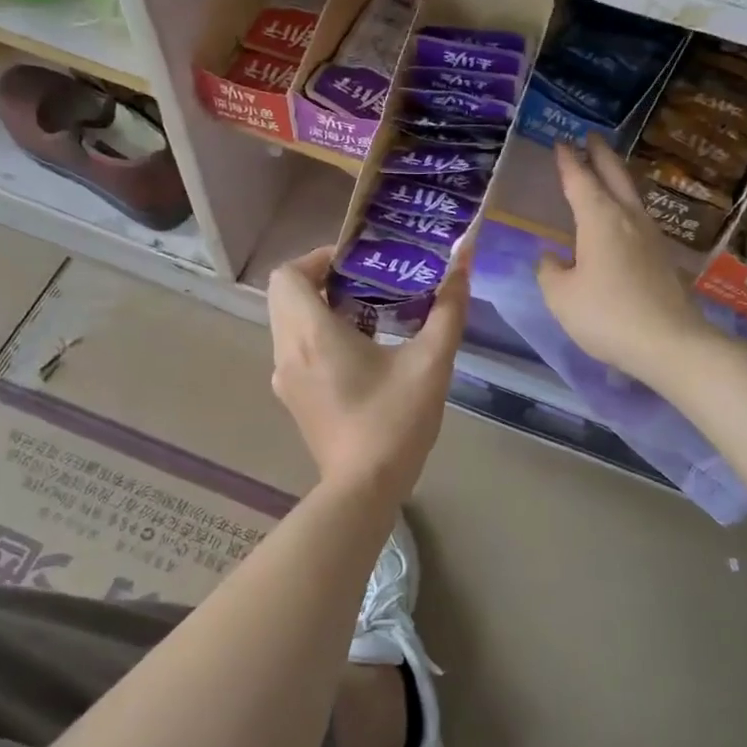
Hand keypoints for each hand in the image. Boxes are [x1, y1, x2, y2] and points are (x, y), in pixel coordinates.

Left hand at [267, 247, 468, 497]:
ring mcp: (284, 378)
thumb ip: (448, 309)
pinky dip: (317, 336)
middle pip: (286, 295)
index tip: (359, 263)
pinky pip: (295, 349)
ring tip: (369, 313)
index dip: (318, 258)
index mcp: (311, 334)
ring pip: (288, 323)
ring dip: (320, 308)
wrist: (365, 488)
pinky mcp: (292, 398)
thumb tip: (463, 263)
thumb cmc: (395, 421)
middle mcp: (287, 351)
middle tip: (368, 283)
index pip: (288, 274)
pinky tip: (360, 352)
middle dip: (322, 280)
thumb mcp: (431, 362)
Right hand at [538, 136, 706, 383]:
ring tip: (606, 171)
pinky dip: (624, 205)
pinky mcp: (662, 257)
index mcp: (599, 219)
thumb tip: (551, 258)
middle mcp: (628, 218)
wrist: (669, 343)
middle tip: (591, 137)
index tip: (561, 143)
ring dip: (617, 177)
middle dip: (601, 155)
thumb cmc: (606, 315)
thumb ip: (550, 272)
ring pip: (631, 195)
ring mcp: (650, 236)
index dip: (568, 161)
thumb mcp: (561, 297)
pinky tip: (620, 219)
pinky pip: (638, 218)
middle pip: (615, 176)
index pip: (579, 180)